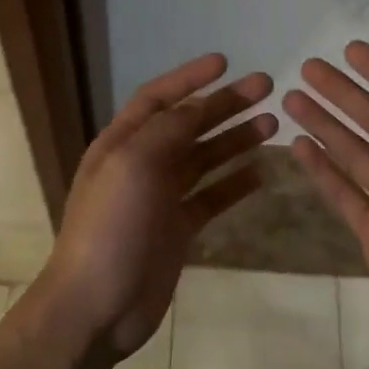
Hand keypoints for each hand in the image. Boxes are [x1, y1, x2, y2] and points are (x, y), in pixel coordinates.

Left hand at [44, 54, 275, 358]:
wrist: (96, 306)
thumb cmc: (110, 227)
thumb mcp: (133, 165)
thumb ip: (168, 130)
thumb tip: (198, 105)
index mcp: (122, 143)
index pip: (158, 98)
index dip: (189, 78)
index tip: (226, 62)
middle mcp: (141, 164)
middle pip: (188, 125)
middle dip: (225, 105)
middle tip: (266, 89)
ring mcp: (160, 199)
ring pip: (204, 159)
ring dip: (235, 140)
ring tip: (272, 124)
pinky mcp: (177, 230)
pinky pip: (211, 197)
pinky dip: (235, 184)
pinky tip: (262, 172)